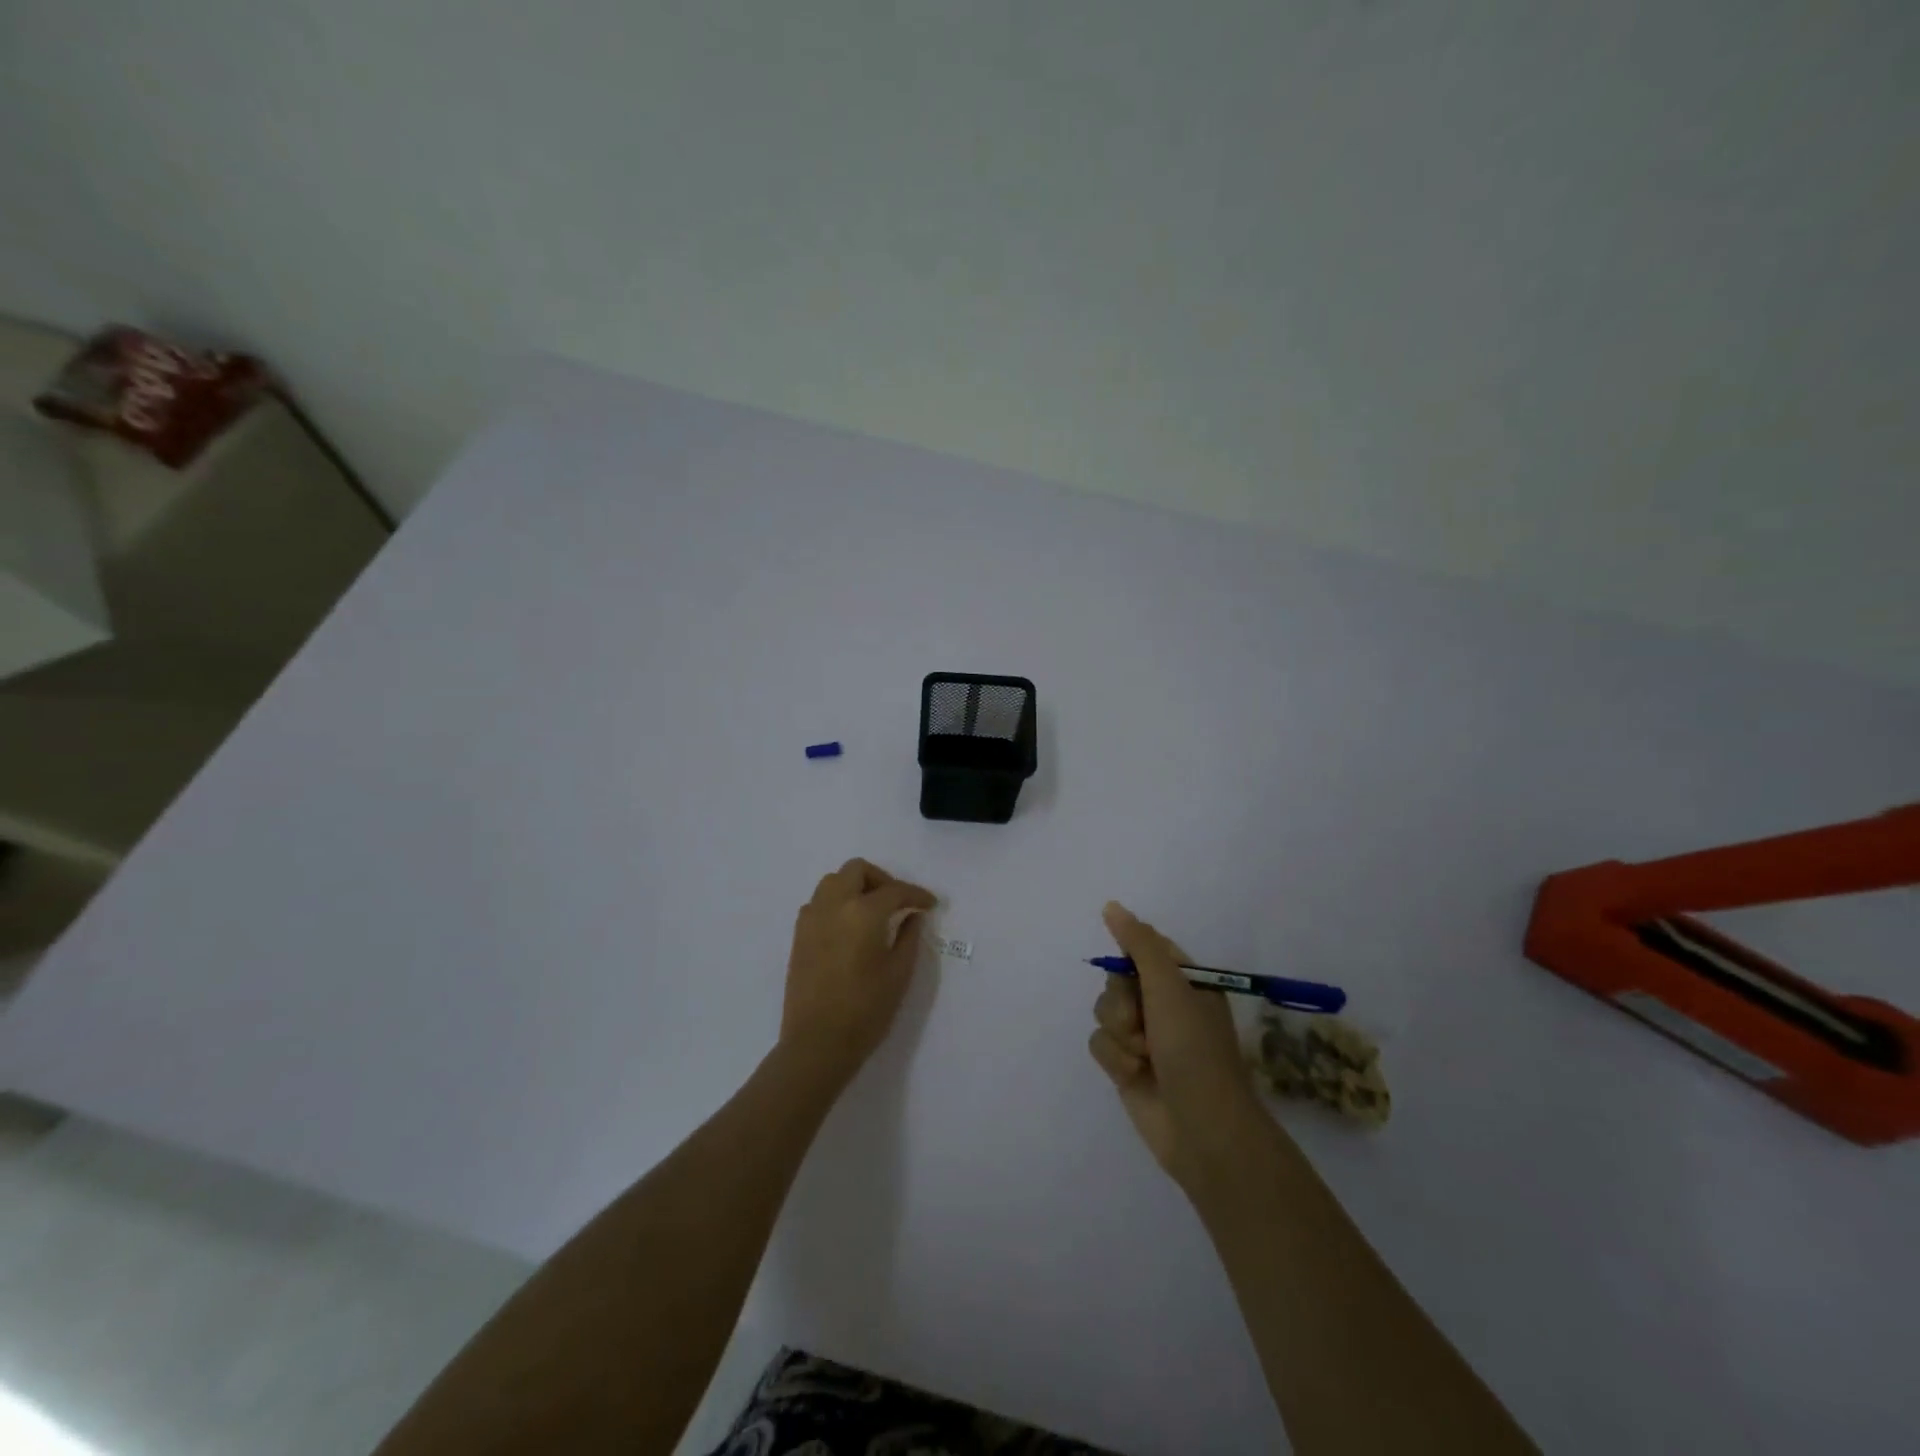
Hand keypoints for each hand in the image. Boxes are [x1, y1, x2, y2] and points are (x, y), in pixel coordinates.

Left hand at [781, 858, 936, 1090]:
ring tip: (873, 911)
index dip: (916, 895)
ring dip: (856, 886)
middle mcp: (833, 905)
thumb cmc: (866, 1010)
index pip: (894, 891)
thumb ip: (909, 938)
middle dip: (882, 879)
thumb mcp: (899, 974)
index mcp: (862, 913)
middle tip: (898, 902)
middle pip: (857, 870)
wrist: (817, 1043)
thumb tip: (913, 917)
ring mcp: (811, 918)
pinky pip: (819, 902)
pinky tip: (850, 927)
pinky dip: (837, 902)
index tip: (930, 905)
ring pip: (833, 881)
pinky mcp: (799, 935)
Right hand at [1088, 901, 1265, 1189]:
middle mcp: (1163, 1005)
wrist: (1202, 1129)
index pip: (1145, 948)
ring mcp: (1144, 1037)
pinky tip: (1134, 1074)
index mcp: (1184, 982)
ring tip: (1143, 1055)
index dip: (1131, 958)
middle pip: (1117, 979)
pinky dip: (1114, 1057)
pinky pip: (1099, 1043)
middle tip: (1142, 1021)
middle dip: (1122, 1001)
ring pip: (1103, 1010)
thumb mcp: (1169, 987)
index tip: (1130, 970)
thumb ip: (1139, 944)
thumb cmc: (1194, 1049)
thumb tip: (1111, 905)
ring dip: (1119, 1033)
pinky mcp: (1126, 1065)